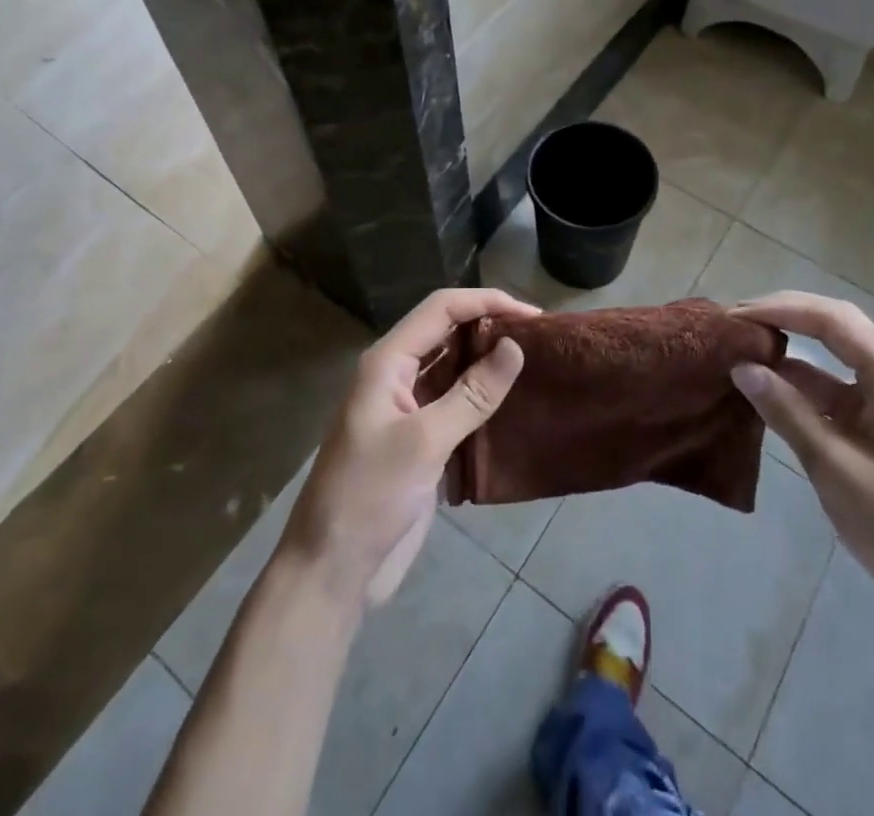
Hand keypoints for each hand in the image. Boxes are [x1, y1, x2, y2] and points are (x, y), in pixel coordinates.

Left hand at [280, 287, 533, 608]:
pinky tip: (516, 402)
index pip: (441, 308)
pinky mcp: (421, 440)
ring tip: (537, 362)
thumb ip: (471, 394)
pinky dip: (484, 397)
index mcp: (387, 362)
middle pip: (448, 332)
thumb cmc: (369, 497)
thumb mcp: (424, 442)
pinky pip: (456, 403)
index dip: (486, 302)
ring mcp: (408, 408)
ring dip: (489, 361)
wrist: (332, 571)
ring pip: (454, 367)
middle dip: (490, 327)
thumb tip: (515, 347)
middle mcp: (397, 375)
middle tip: (541, 338)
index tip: (533, 316)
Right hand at [728, 292, 873, 641]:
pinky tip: (766, 392)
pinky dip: (800, 387)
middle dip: (784, 317)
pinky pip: (835, 392)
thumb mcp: (835, 468)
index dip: (781, 309)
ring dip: (789, 352)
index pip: (832, 320)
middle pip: (835, 328)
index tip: (735, 316)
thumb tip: (741, 367)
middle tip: (734, 323)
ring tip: (740, 350)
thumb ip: (787, 412)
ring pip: (832, 360)